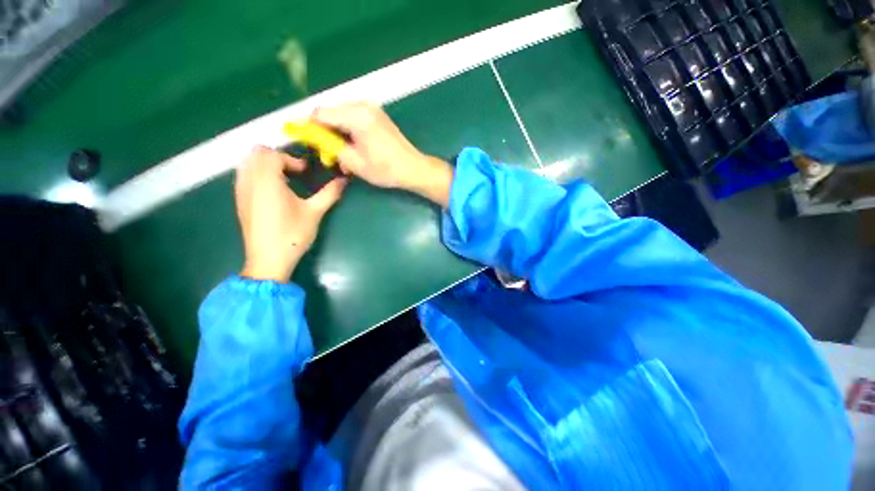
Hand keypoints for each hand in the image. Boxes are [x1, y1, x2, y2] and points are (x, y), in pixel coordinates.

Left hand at [235, 146, 346, 281]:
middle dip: (277, 157)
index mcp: (267, 181)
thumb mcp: (314, 212)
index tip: (305, 172)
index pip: (272, 155)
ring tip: (284, 179)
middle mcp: (249, 182)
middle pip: (256, 154)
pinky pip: (244, 176)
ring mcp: (241, 192)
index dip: (291, 159)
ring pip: (247, 164)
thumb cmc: (293, 234)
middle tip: (294, 171)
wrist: (269, 259)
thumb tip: (344, 180)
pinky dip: (257, 175)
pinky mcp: (240, 202)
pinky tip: (273, 192)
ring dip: (265, 165)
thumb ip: (329, 193)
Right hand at [312, 102, 452, 206]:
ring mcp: (372, 108)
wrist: (413, 168)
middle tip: (330, 156)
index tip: (307, 143)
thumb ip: (330, 146)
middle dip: (326, 134)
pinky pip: (354, 118)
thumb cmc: (386, 169)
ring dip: (338, 135)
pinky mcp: (377, 114)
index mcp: (356, 116)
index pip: (320, 114)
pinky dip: (349, 132)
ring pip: (341, 116)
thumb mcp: (354, 162)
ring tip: (344, 156)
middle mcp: (363, 105)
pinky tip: (354, 148)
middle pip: (331, 113)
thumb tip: (312, 137)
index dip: (310, 128)